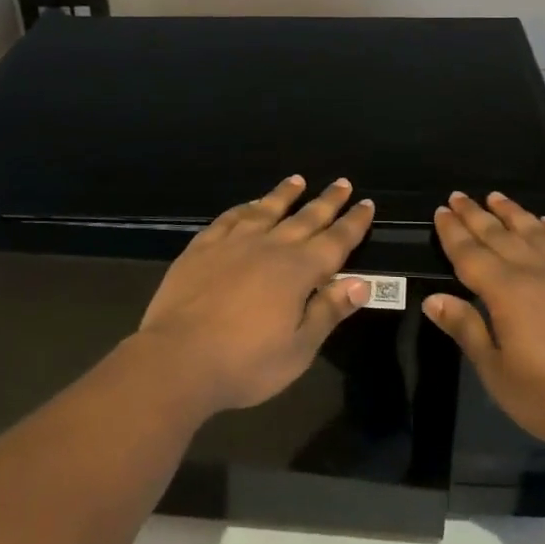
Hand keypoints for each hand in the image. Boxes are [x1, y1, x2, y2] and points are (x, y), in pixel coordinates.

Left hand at [134, 176, 375, 413]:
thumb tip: (362, 282)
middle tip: (342, 183)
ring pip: (266, 210)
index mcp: (299, 271)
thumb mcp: (299, 348)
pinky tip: (248, 205)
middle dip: (327, 201)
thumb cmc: (246, 363)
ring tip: (297, 180)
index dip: (353, 223)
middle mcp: (270, 246)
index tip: (367, 203)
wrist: (177, 359)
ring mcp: (233, 243)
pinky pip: (229, 218)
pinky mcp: (202, 247)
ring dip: (284, 194)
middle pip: (306, 218)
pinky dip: (244, 208)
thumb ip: (329, 311)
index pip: (336, 241)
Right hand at [424, 191, 544, 454]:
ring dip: (513, 212)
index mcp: (505, 292)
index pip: (470, 254)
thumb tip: (433, 299)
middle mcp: (536, 270)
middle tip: (459, 196)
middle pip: (499, 235)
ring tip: (496, 197)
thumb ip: (466, 329)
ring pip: (536, 231)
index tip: (441, 211)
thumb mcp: (496, 372)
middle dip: (475, 215)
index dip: (453, 232)